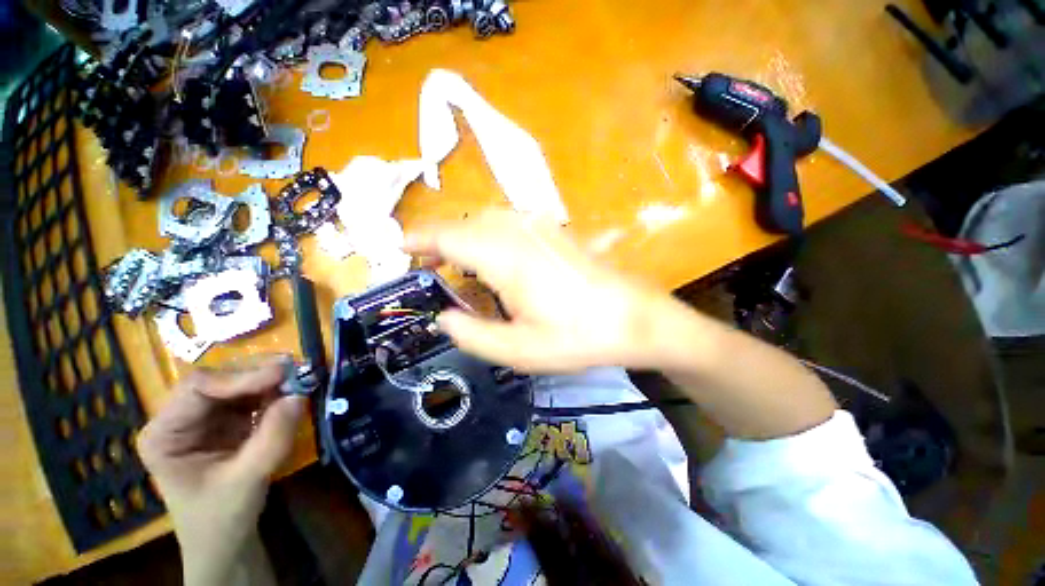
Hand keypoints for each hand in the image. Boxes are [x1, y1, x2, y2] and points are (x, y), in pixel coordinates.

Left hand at [137, 357, 305, 582]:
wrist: (226, 540)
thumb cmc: (222, 517)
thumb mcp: (246, 481)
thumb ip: (271, 439)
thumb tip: (299, 395)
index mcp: (164, 434)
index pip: (197, 389)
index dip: (239, 377)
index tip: (281, 374)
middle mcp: (180, 418)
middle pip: (219, 380)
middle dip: (258, 374)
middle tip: (298, 369)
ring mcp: (205, 418)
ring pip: (238, 383)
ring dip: (270, 379)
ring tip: (300, 377)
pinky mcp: (228, 421)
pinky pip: (252, 396)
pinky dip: (275, 391)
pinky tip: (292, 391)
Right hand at [406, 210, 668, 371]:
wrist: (633, 317)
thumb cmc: (577, 336)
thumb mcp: (519, 351)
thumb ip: (472, 334)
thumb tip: (443, 316)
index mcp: (505, 258)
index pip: (449, 236)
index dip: (420, 239)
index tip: (400, 248)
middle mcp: (519, 231)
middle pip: (466, 224)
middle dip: (441, 240)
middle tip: (428, 266)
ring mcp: (540, 226)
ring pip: (487, 220)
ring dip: (465, 237)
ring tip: (457, 265)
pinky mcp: (555, 230)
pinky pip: (509, 223)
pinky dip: (489, 235)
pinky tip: (494, 259)